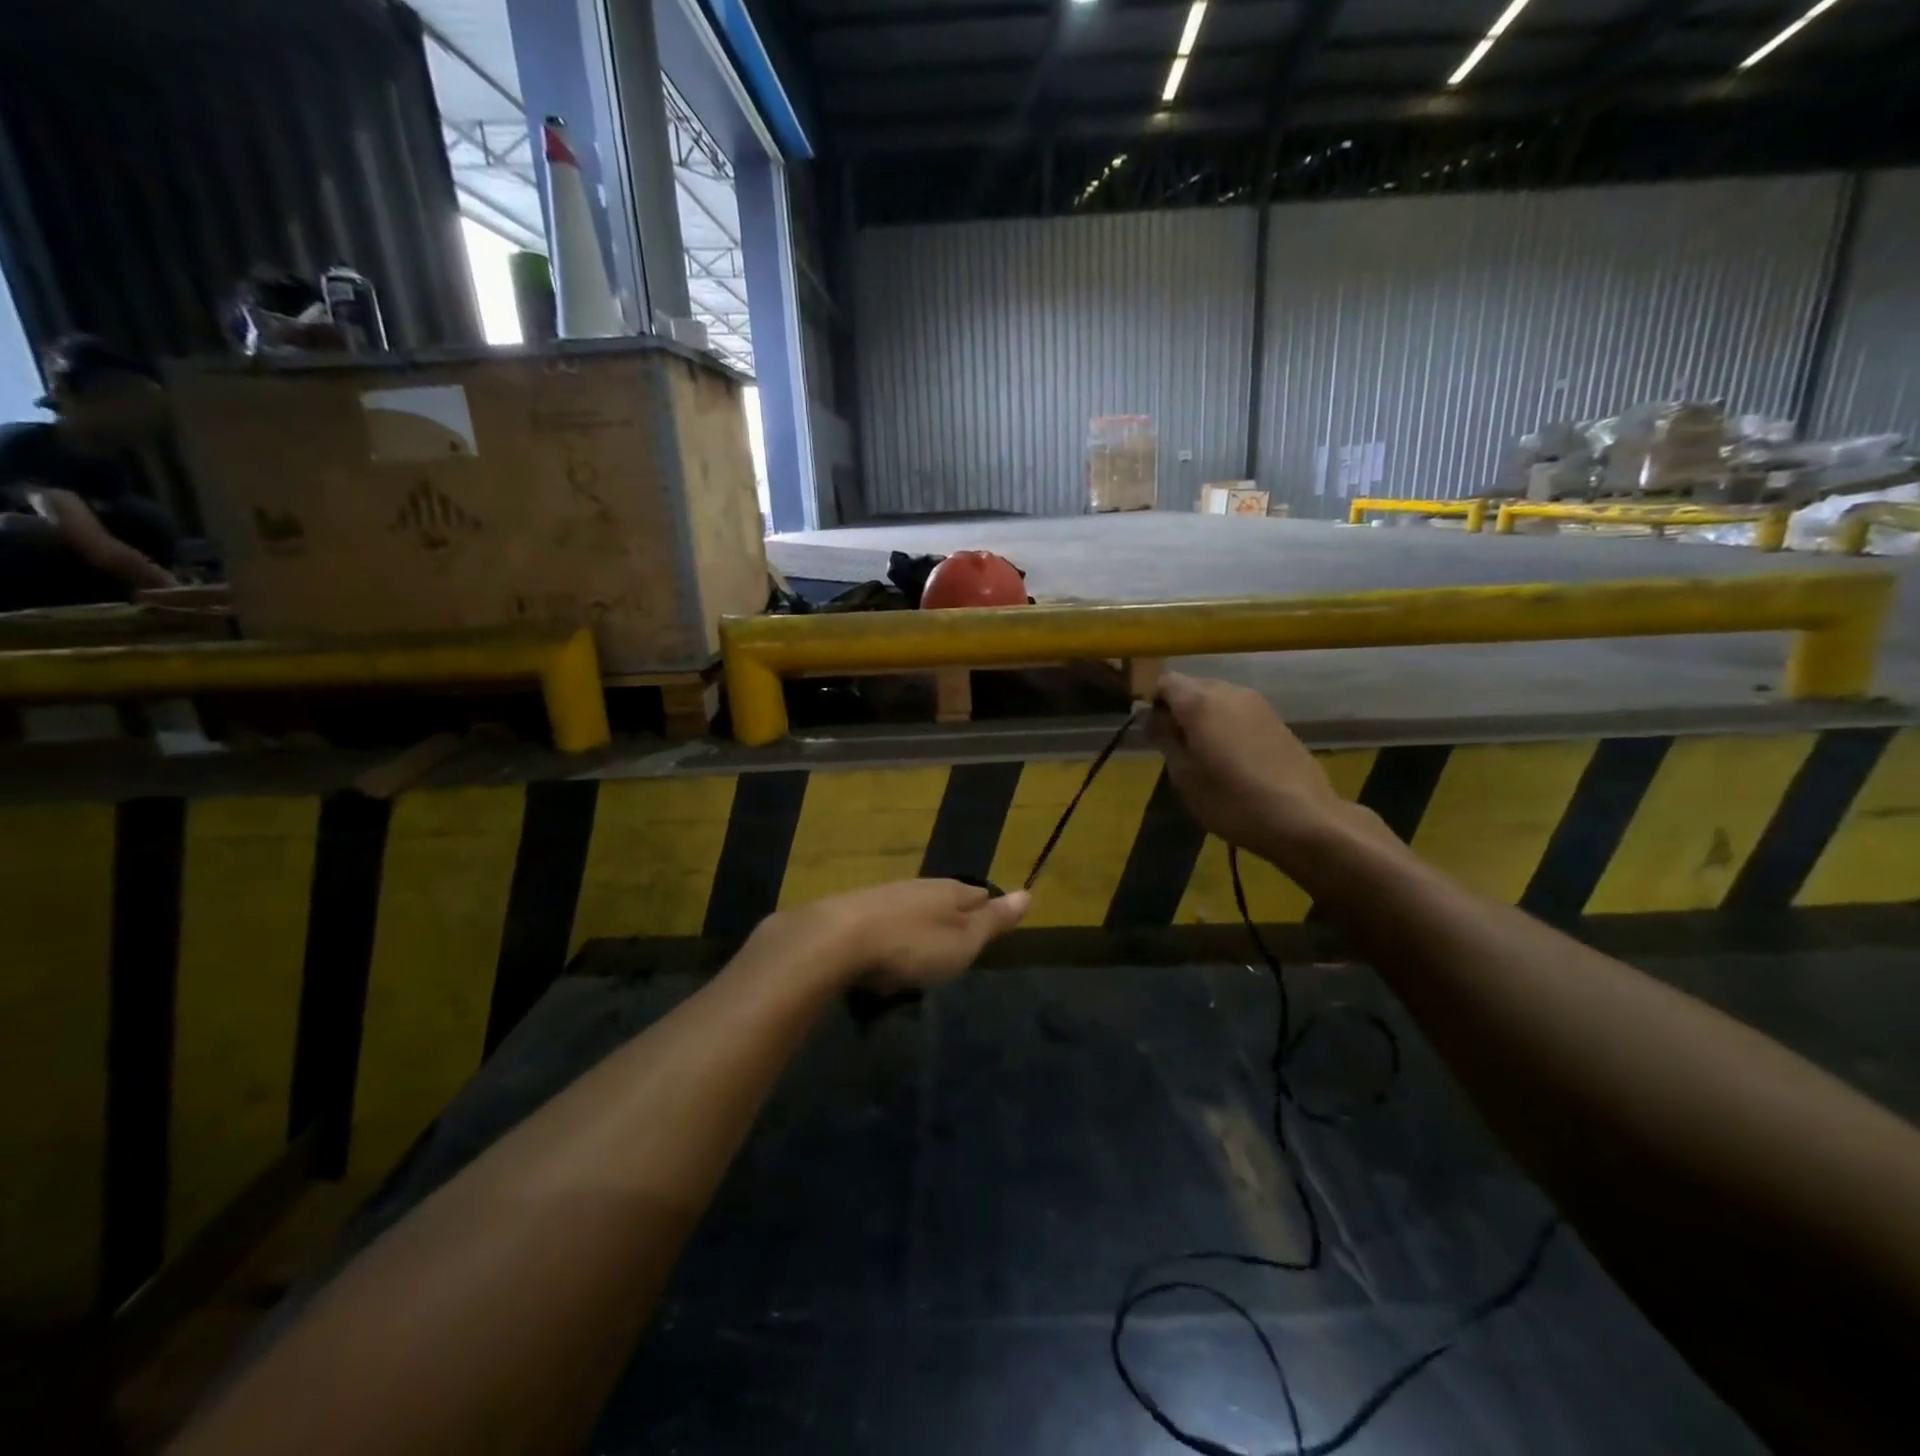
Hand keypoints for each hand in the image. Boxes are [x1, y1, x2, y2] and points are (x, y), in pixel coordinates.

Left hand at [784, 879, 1030, 991]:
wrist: (837, 940)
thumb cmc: (912, 944)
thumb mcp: (963, 941)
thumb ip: (993, 920)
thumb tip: (1028, 893)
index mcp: (949, 891)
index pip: (979, 894)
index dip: (988, 909)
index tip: (993, 926)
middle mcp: (917, 887)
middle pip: (944, 900)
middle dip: (952, 918)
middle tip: (959, 945)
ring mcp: (884, 897)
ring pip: (912, 910)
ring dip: (920, 928)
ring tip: (923, 953)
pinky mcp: (855, 914)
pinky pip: (884, 924)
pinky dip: (891, 938)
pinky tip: (886, 954)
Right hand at [1150, 673, 1370, 863]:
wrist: (1303, 817)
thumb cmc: (1232, 801)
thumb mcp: (1184, 776)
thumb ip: (1165, 739)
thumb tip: (1155, 717)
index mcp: (1200, 702)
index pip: (1165, 682)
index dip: (1155, 704)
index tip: (1155, 734)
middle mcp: (1229, 691)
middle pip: (1193, 687)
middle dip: (1180, 710)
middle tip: (1178, 748)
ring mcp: (1258, 703)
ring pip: (1218, 699)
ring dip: (1205, 718)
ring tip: (1206, 755)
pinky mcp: (1277, 719)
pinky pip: (1239, 711)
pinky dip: (1228, 725)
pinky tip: (1234, 758)